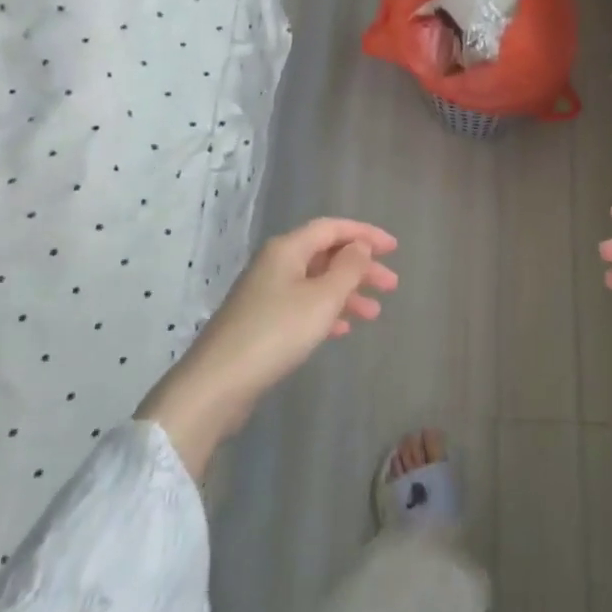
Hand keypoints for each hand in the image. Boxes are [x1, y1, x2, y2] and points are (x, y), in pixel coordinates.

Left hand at [137, 218, 397, 475]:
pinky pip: (303, 306)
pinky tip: (342, 330)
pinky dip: (327, 312)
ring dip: (347, 293)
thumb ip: (348, 268)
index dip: (365, 234)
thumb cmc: (276, 332)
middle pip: (325, 255)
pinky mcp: (260, 322)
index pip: (332, 228)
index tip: (394, 248)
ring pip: (316, 283)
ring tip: (374, 314)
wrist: (217, 383)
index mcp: (287, 249)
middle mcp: (275, 264)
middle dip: (360, 267)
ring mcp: (265, 294)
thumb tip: (360, 247)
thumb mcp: (322, 298)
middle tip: (391, 286)